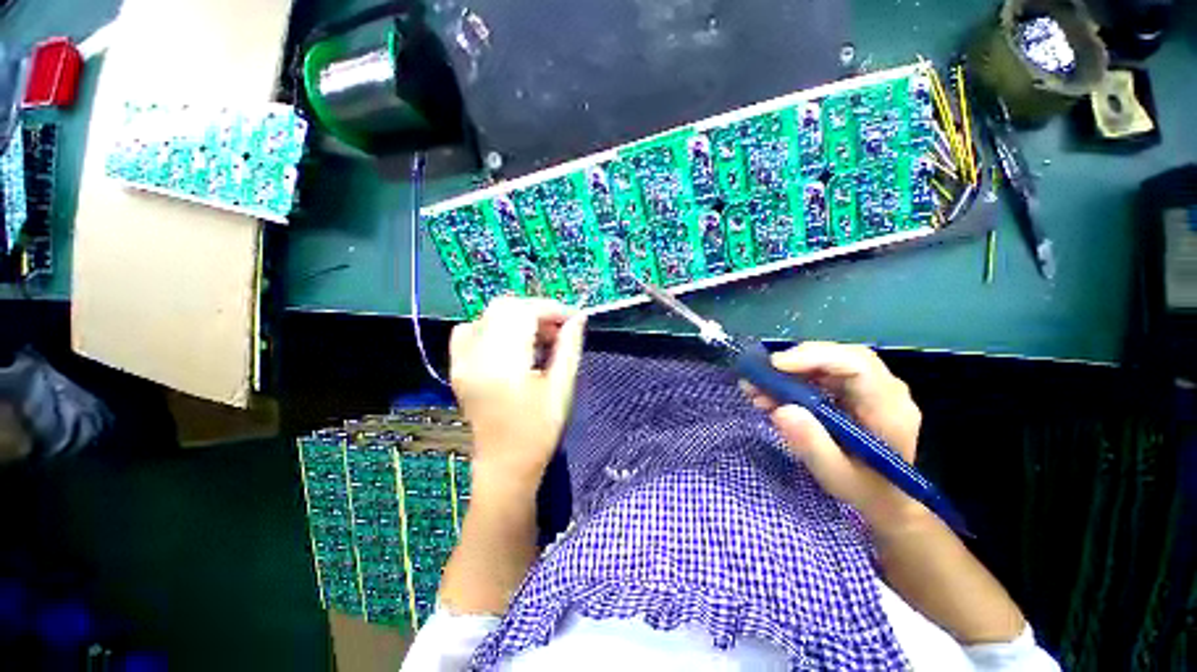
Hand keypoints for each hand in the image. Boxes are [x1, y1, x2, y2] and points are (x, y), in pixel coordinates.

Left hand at [450, 297, 586, 488]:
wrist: (505, 465)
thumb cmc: (539, 431)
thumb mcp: (562, 388)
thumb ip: (570, 347)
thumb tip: (579, 318)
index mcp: (503, 364)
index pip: (524, 312)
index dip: (551, 309)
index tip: (573, 319)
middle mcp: (475, 356)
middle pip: (504, 307)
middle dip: (536, 311)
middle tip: (558, 329)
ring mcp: (461, 360)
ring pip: (489, 315)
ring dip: (518, 318)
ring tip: (540, 339)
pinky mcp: (457, 366)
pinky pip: (472, 330)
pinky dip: (495, 326)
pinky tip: (512, 344)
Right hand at [741, 341, 928, 533]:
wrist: (886, 499)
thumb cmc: (865, 491)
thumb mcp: (836, 476)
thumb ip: (812, 445)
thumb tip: (781, 410)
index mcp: (889, 409)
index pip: (857, 365)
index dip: (815, 357)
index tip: (776, 366)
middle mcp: (885, 389)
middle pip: (840, 356)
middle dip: (796, 361)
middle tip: (761, 375)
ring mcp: (869, 387)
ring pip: (828, 361)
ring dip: (789, 371)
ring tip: (756, 387)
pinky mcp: (854, 390)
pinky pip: (822, 372)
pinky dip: (793, 379)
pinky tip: (770, 394)